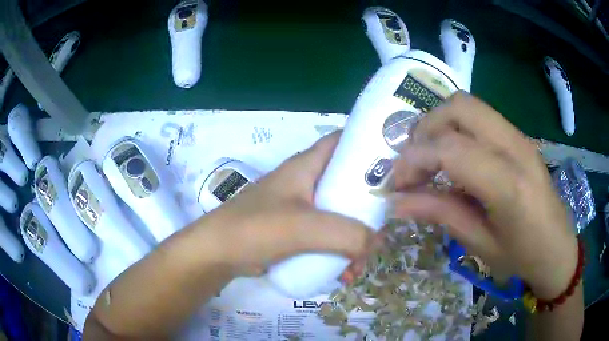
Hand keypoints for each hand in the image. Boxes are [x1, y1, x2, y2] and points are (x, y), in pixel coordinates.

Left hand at [206, 131, 373, 276]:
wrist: (217, 254)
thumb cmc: (254, 229)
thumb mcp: (303, 228)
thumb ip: (346, 234)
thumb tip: (376, 242)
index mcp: (306, 166)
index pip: (342, 141)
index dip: (368, 145)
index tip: (395, 164)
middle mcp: (306, 182)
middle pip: (348, 184)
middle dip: (368, 207)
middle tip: (383, 228)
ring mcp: (301, 208)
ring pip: (340, 215)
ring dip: (354, 237)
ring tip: (360, 264)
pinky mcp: (296, 230)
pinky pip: (327, 236)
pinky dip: (339, 252)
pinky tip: (343, 273)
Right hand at [391, 92, 577, 298]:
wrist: (558, 248)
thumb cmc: (522, 256)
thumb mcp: (480, 244)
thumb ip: (440, 214)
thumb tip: (396, 202)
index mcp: (509, 185)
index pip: (450, 148)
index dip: (414, 160)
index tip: (397, 184)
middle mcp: (515, 147)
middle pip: (459, 108)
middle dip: (425, 129)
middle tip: (414, 162)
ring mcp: (519, 136)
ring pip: (468, 105)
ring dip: (440, 124)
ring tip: (430, 157)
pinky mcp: (519, 137)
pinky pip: (480, 117)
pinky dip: (457, 128)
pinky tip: (455, 157)